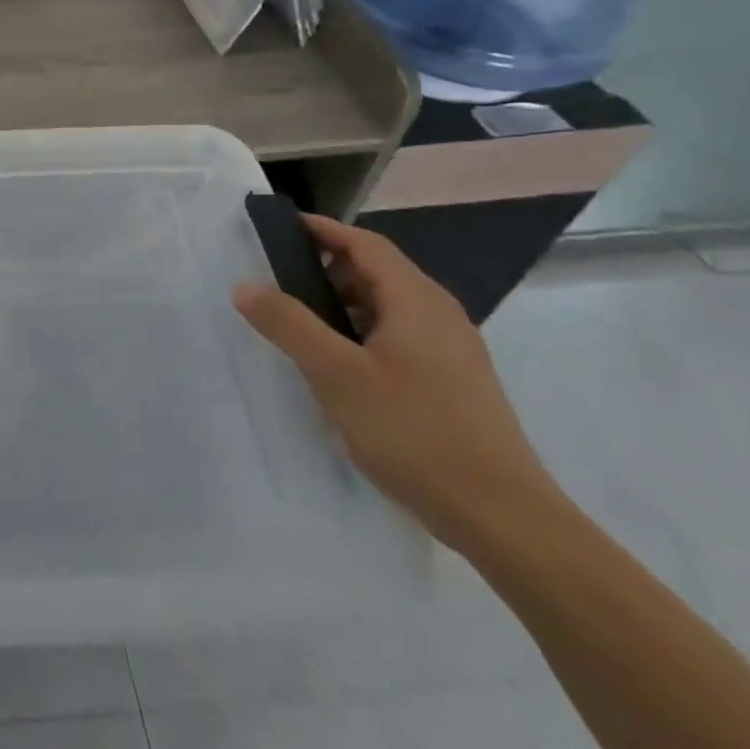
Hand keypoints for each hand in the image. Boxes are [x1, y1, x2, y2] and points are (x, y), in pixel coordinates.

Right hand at [232, 214, 560, 552]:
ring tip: (299, 326)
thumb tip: (245, 285)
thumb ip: (288, 323)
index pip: (365, 244)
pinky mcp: (454, 384)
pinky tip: (339, 368)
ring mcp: (452, 352)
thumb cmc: (415, 432)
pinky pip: (398, 338)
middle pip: (377, 272)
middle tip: (277, 282)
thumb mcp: (336, 374)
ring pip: (387, 308)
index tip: (278, 229)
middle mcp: (440, 316)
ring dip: (342, 305)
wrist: (504, 520)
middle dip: (325, 269)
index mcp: (416, 301)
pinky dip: (361, 335)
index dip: (322, 230)